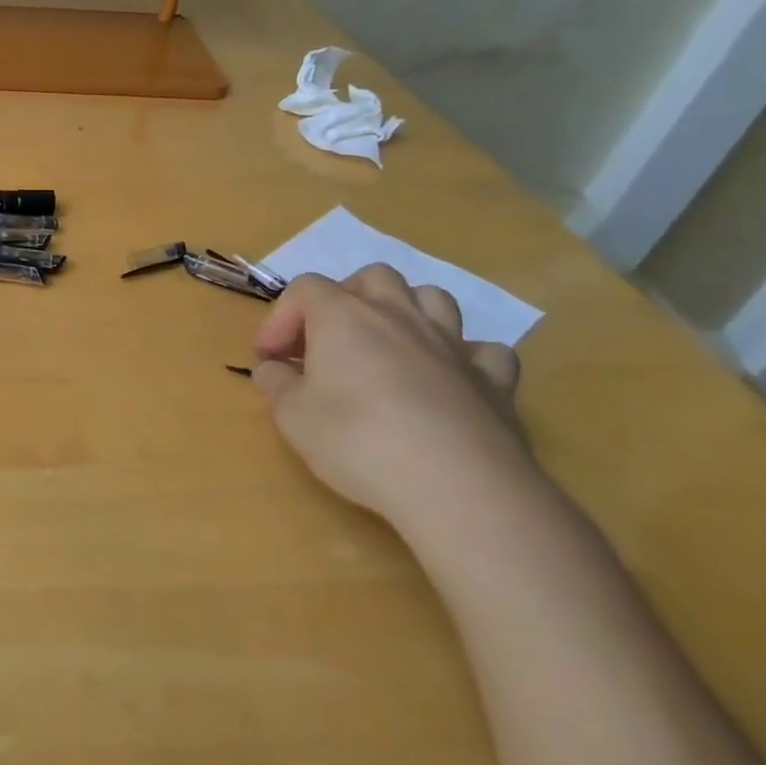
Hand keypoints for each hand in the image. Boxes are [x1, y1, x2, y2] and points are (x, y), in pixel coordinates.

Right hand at [251, 264, 536, 534]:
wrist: (457, 487)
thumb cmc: (357, 441)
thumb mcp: (292, 416)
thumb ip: (276, 383)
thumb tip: (274, 369)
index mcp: (343, 317)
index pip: (305, 288)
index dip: (281, 317)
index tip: (271, 357)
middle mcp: (398, 316)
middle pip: (373, 277)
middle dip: (347, 298)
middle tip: (329, 339)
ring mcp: (452, 344)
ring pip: (432, 299)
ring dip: (407, 312)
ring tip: (388, 346)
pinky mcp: (494, 381)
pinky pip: (482, 350)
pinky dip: (463, 357)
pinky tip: (449, 380)